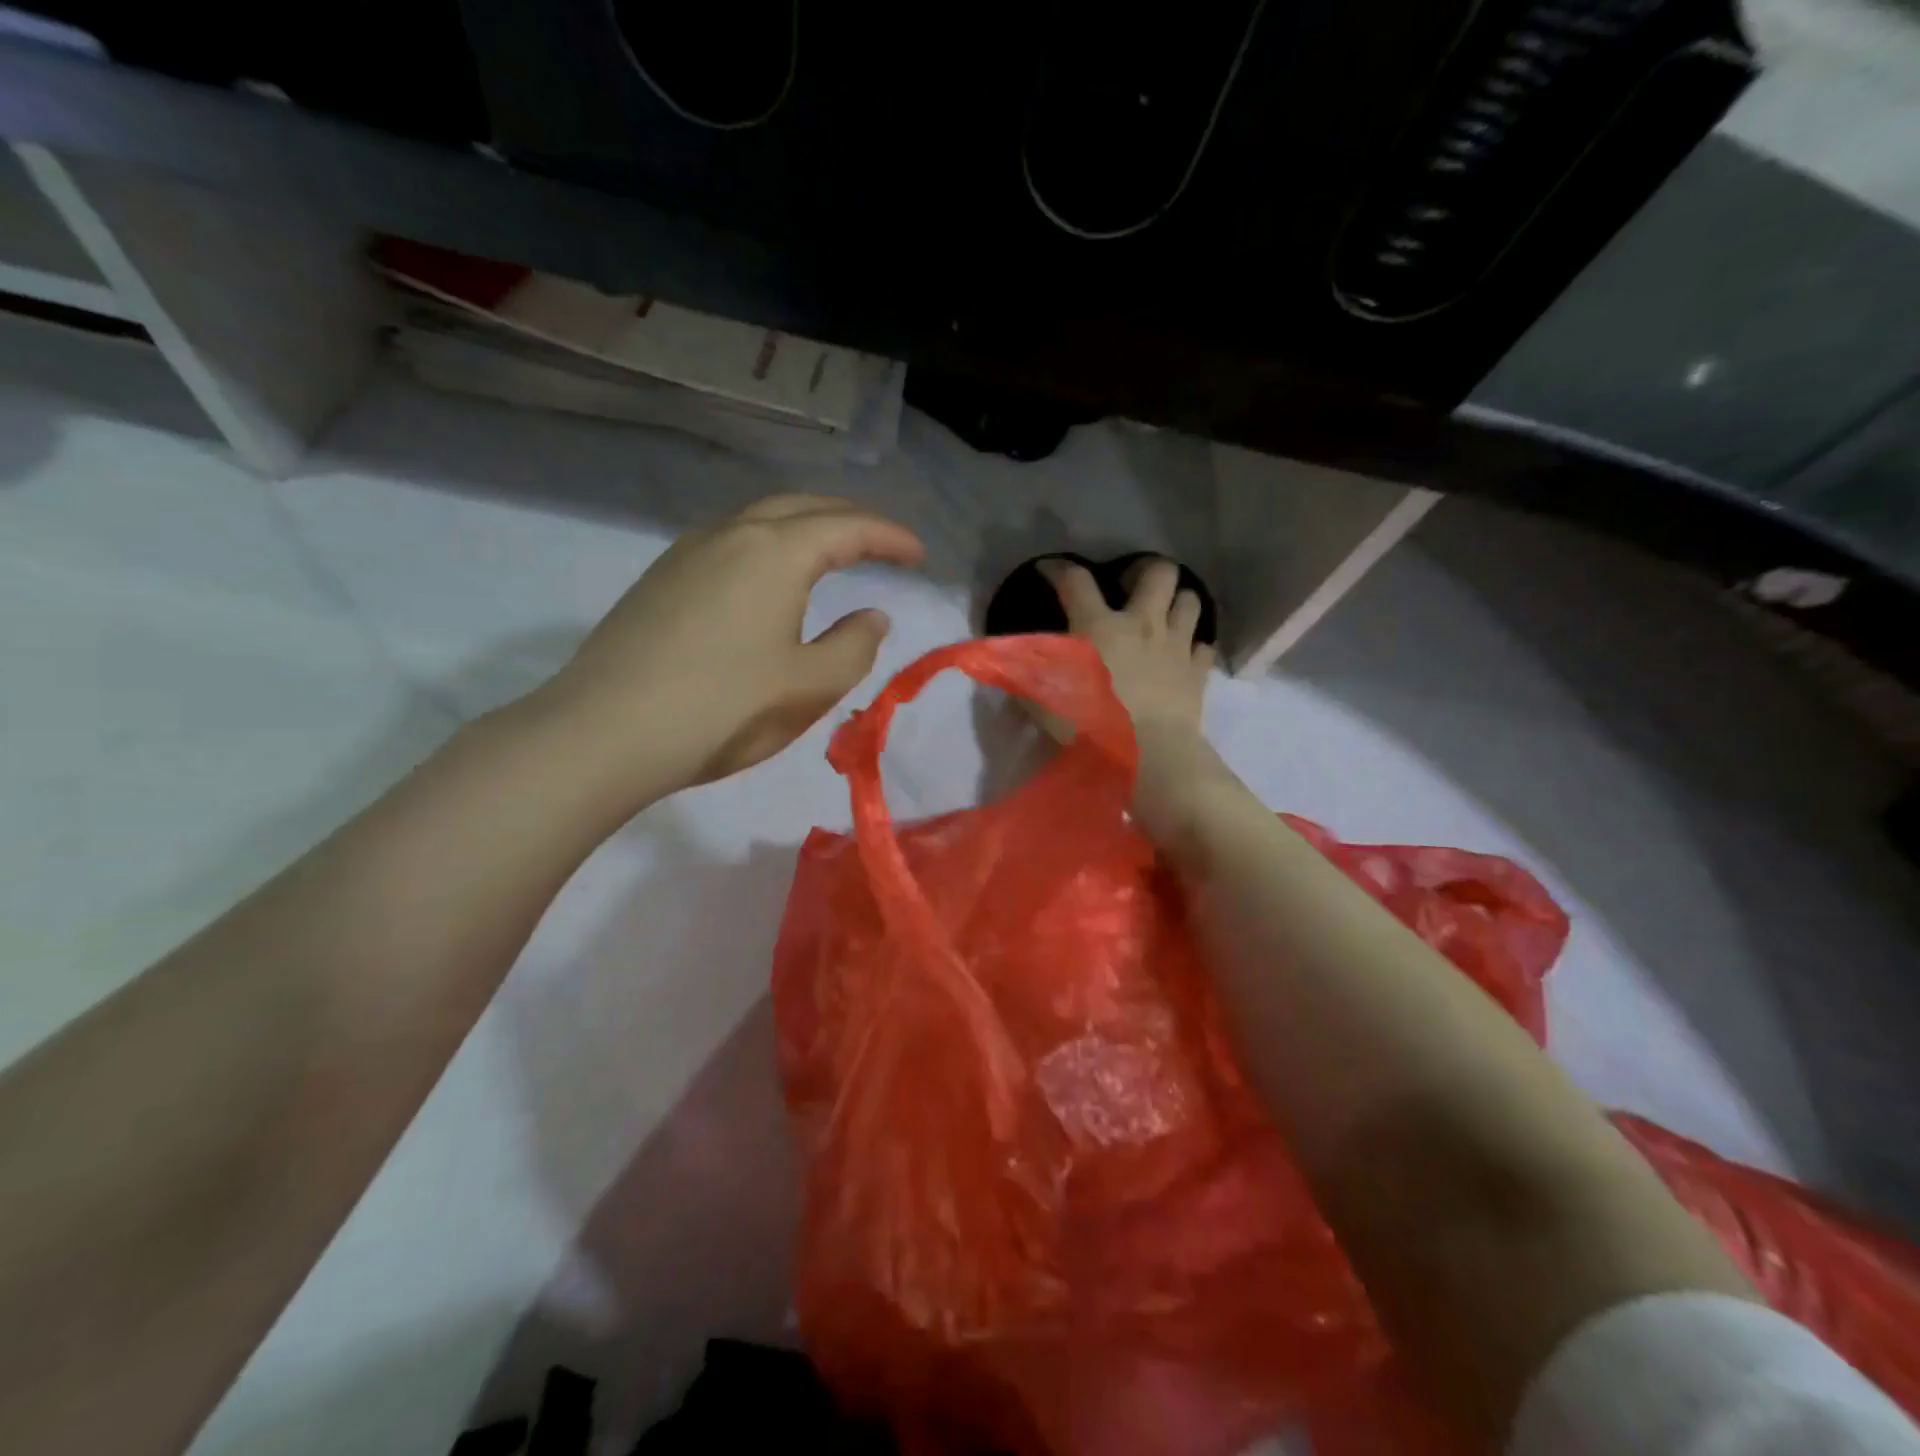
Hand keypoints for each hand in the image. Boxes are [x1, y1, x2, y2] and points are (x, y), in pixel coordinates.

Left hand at [534, 494, 924, 800]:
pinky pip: (729, 541)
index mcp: (775, 553)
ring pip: (759, 519)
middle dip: (849, 518)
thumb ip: (855, 647)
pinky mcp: (660, 579)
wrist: (606, 732)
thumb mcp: (809, 686)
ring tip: (831, 552)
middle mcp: (730, 535)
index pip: (847, 527)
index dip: (889, 537)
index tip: (919, 554)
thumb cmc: (724, 709)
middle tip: (882, 543)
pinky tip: (769, 577)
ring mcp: (687, 553)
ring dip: (804, 526)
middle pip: (801, 507)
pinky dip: (768, 544)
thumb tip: (872, 617)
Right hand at [1039, 556, 1213, 740]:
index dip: (1059, 569)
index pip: (1076, 581)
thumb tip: (1010, 663)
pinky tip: (1183, 656)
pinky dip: (1194, 647)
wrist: (1150, 756)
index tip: (1049, 570)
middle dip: (1145, 571)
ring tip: (1163, 615)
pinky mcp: (1198, 672)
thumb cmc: (1092, 725)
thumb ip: (1028, 677)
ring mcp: (1176, 645)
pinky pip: (1204, 646)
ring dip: (1177, 602)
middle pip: (1158, 572)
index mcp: (1098, 625)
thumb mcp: (1045, 701)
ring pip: (1190, 600)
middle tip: (1130, 586)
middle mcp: (1142, 624)